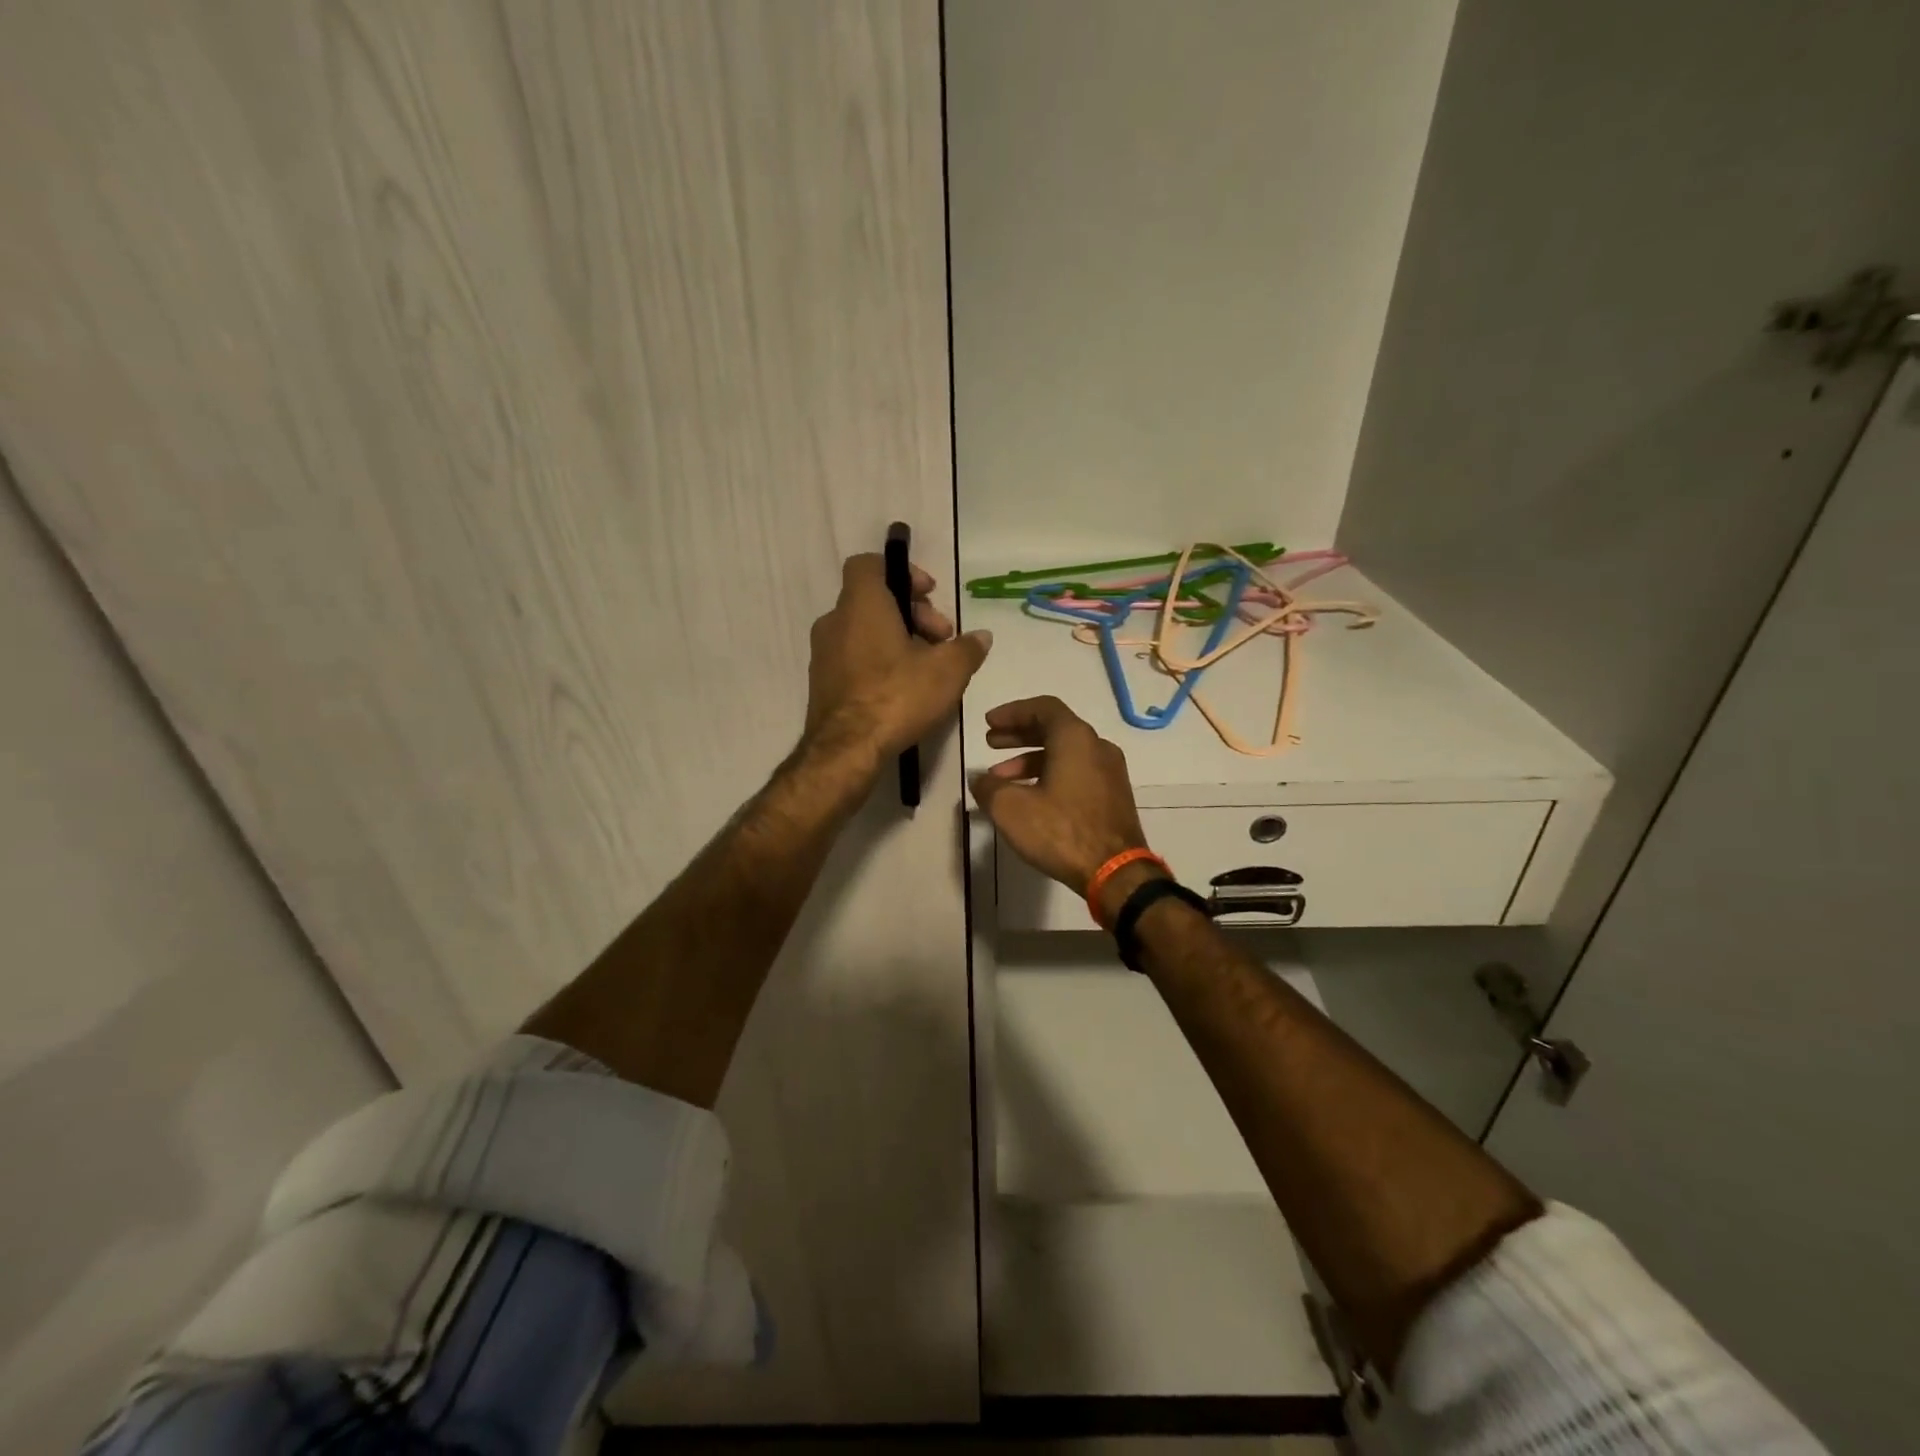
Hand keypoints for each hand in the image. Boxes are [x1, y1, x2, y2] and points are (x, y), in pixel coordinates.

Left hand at [804, 553, 992, 763]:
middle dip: (912, 613)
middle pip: (874, 600)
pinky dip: (878, 661)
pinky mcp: (822, 683)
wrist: (846, 750)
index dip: (902, 572)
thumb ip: (967, 648)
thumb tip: (982, 637)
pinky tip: (903, 689)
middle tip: (941, 640)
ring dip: (897, 639)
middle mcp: (835, 622)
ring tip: (927, 668)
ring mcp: (823, 654)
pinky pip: (854, 657)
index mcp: (861, 605)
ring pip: (864, 631)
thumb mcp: (947, 672)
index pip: (869, 564)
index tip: (930, 595)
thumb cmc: (896, 697)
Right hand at [971, 696, 1152, 903]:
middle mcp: (1097, 747)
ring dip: (1031, 760)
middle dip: (1019, 735)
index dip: (1012, 712)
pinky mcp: (1113, 796)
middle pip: (1054, 729)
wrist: (1115, 872)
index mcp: (1076, 738)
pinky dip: (1051, 775)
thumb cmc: (1061, 831)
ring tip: (1002, 780)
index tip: (989, 723)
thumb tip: (981, 779)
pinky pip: (1077, 773)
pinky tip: (1030, 798)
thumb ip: (989, 787)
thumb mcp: (1010, 808)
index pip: (1043, 708)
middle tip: (991, 743)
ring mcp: (1110, 772)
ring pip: (1065, 754)